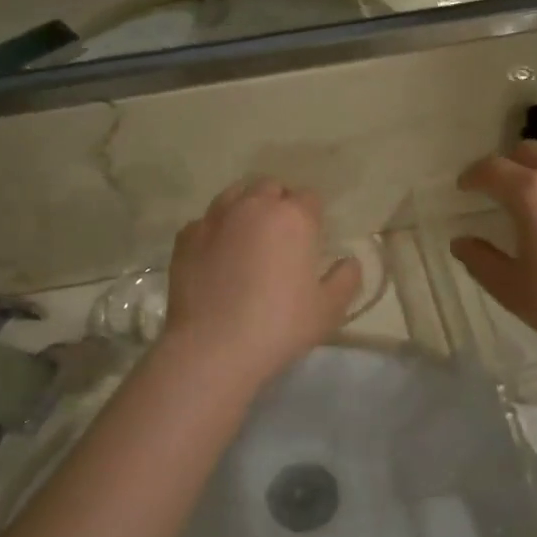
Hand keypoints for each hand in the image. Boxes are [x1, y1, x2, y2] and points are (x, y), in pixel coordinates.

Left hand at [161, 179, 361, 387]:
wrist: (212, 348)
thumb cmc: (279, 326)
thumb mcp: (328, 310)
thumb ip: (346, 279)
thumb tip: (349, 262)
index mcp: (293, 218)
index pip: (310, 198)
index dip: (313, 216)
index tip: (311, 240)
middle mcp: (253, 206)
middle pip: (271, 188)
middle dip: (279, 204)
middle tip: (282, 237)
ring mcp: (215, 218)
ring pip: (235, 195)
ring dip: (246, 208)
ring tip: (248, 238)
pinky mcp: (186, 237)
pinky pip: (206, 221)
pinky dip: (216, 230)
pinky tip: (218, 256)